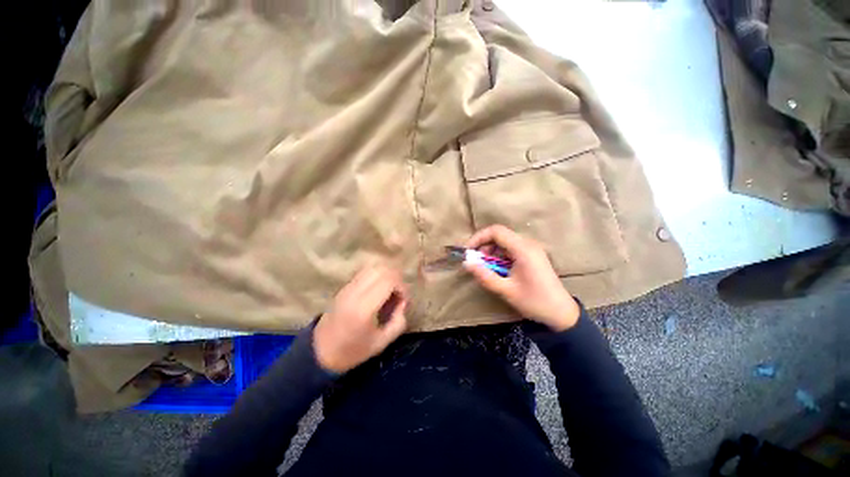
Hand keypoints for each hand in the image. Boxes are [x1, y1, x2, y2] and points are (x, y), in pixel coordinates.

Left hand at [313, 265, 407, 372]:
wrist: (320, 352)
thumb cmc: (352, 351)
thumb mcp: (381, 343)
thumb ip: (398, 322)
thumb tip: (402, 303)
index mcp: (364, 308)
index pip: (388, 281)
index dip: (402, 287)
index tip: (403, 301)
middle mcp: (354, 293)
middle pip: (381, 270)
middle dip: (396, 279)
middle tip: (398, 294)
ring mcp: (347, 287)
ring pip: (372, 267)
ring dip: (386, 275)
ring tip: (389, 290)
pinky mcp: (344, 287)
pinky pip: (364, 272)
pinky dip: (376, 276)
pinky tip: (378, 290)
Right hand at [464, 225, 580, 331]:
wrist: (561, 313)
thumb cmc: (534, 302)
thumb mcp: (506, 290)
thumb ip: (484, 275)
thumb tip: (466, 263)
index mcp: (523, 249)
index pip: (496, 231)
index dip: (479, 237)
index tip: (468, 251)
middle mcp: (528, 244)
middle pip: (500, 235)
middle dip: (483, 245)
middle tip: (475, 262)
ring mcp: (531, 249)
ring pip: (504, 241)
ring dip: (491, 251)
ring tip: (485, 267)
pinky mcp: (532, 255)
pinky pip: (511, 248)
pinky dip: (499, 255)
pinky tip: (497, 268)